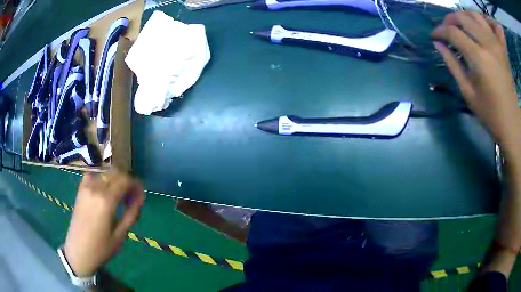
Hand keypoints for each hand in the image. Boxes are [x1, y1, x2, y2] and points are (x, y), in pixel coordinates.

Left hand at [64, 171, 144, 276]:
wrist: (78, 251)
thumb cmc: (101, 248)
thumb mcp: (120, 235)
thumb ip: (131, 214)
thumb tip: (141, 197)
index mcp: (106, 200)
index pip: (125, 180)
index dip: (136, 184)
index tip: (141, 194)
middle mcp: (95, 188)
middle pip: (115, 173)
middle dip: (127, 181)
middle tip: (132, 196)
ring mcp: (86, 187)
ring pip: (105, 173)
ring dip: (115, 179)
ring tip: (119, 194)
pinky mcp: (80, 190)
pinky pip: (94, 175)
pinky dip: (102, 179)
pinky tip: (104, 191)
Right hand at [432, 11, 519, 148]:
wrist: (511, 124)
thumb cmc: (490, 114)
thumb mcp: (468, 93)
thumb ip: (453, 64)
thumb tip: (438, 44)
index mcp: (478, 58)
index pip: (453, 32)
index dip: (440, 31)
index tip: (434, 37)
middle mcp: (487, 44)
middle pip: (463, 18)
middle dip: (450, 20)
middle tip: (445, 29)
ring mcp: (496, 44)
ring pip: (475, 15)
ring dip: (464, 15)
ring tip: (459, 24)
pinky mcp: (501, 47)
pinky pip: (489, 24)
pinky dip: (479, 19)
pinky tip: (475, 25)